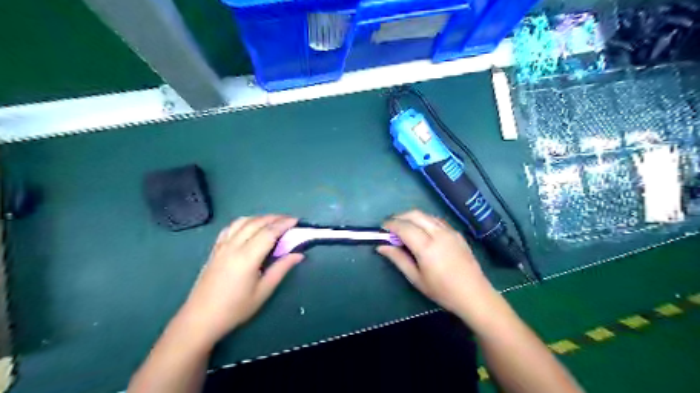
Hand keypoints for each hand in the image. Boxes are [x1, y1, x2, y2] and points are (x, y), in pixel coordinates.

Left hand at [178, 216, 301, 345]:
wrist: (201, 318)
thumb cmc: (235, 308)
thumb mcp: (263, 291)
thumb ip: (281, 269)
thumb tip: (299, 255)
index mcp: (247, 257)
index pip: (269, 232)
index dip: (284, 224)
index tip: (296, 221)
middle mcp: (234, 246)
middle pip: (256, 223)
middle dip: (275, 218)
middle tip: (289, 220)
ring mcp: (222, 246)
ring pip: (242, 221)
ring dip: (260, 217)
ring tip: (272, 221)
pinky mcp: (215, 249)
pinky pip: (230, 227)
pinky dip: (244, 222)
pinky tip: (250, 226)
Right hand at [378, 211, 491, 320]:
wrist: (474, 294)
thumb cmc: (442, 291)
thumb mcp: (416, 278)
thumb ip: (398, 259)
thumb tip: (381, 246)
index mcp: (427, 247)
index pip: (404, 227)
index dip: (390, 225)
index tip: (382, 228)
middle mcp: (438, 233)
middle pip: (415, 214)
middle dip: (399, 216)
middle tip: (390, 226)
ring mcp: (449, 231)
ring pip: (426, 215)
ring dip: (412, 217)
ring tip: (404, 228)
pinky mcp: (456, 233)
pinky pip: (436, 219)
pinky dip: (424, 220)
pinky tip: (421, 231)